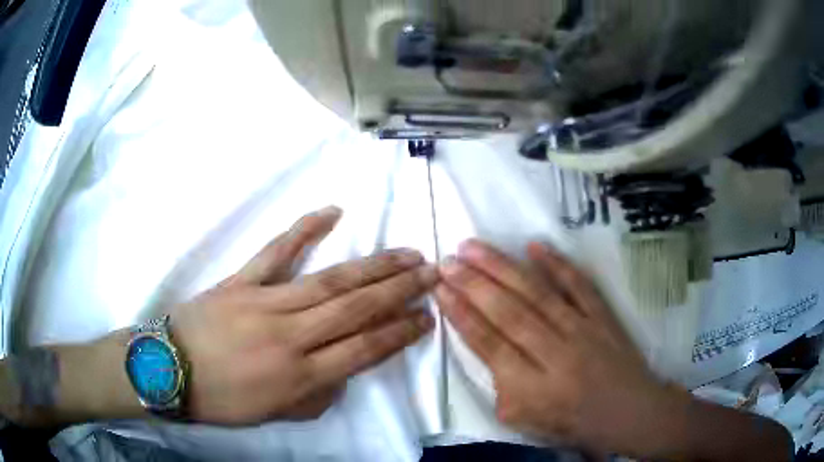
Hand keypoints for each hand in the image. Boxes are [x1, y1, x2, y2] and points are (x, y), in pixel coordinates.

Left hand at [171, 206, 436, 423]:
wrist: (169, 370)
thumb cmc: (223, 400)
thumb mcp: (275, 415)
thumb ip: (317, 396)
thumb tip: (343, 371)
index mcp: (300, 376)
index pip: (364, 349)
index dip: (400, 332)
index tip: (427, 315)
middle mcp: (290, 337)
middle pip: (355, 309)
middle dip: (399, 290)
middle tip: (431, 272)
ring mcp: (264, 303)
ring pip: (328, 281)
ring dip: (372, 266)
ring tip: (405, 253)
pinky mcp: (241, 281)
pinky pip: (276, 251)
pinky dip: (305, 230)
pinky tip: (333, 213)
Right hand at [435, 239, 667, 454]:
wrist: (628, 412)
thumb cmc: (573, 422)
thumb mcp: (525, 421)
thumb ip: (500, 388)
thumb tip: (487, 347)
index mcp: (531, 388)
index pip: (488, 344)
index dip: (461, 315)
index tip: (440, 289)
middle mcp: (555, 354)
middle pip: (509, 313)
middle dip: (473, 284)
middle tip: (447, 261)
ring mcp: (582, 329)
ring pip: (537, 293)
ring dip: (502, 268)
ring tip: (473, 247)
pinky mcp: (602, 316)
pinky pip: (579, 285)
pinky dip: (558, 264)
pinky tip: (534, 245)